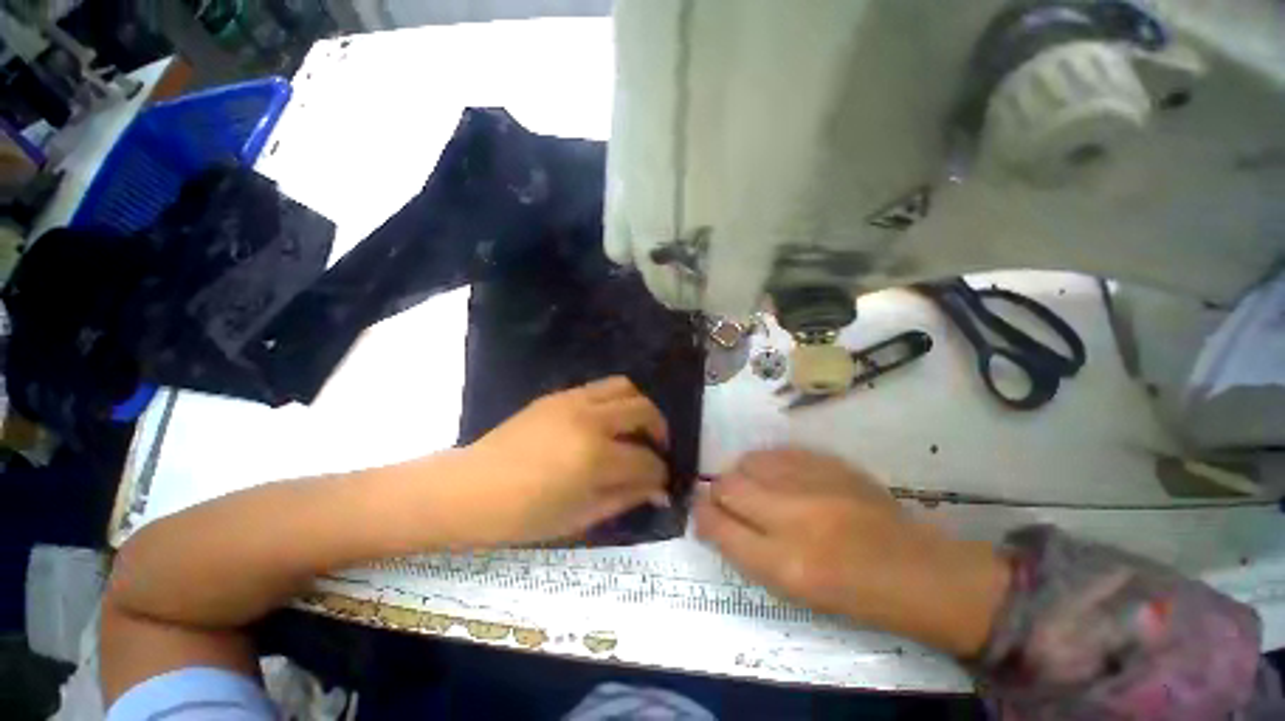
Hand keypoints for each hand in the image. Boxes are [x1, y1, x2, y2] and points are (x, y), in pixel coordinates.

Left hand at [457, 376, 670, 544]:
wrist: (469, 489)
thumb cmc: (522, 515)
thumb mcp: (580, 517)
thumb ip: (625, 498)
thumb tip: (659, 491)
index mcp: (595, 457)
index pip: (646, 460)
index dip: (660, 473)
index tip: (661, 483)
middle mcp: (590, 420)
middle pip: (644, 410)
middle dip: (659, 430)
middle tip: (656, 449)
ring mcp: (573, 401)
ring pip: (625, 387)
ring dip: (639, 407)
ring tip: (635, 428)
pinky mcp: (558, 395)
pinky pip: (599, 387)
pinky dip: (615, 401)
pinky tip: (606, 423)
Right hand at [695, 449, 1009, 657]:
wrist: (916, 568)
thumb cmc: (852, 593)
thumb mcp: (792, 590)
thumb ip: (746, 550)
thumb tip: (712, 518)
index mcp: (786, 564)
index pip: (719, 527)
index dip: (701, 517)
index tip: (700, 513)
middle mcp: (795, 517)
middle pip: (727, 486)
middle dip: (716, 493)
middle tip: (725, 500)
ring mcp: (814, 483)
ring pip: (747, 462)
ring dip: (740, 475)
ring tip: (753, 488)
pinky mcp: (829, 462)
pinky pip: (775, 453)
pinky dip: (765, 464)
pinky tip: (776, 477)